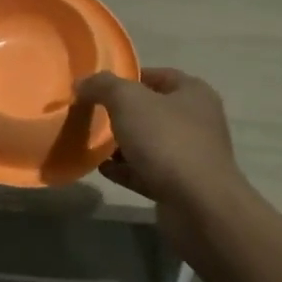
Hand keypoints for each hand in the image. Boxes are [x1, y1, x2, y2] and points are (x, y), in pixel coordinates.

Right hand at [74, 68, 248, 248]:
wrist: (199, 207)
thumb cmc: (167, 141)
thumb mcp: (128, 101)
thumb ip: (103, 85)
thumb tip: (83, 83)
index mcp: (192, 93)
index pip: (157, 75)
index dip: (127, 77)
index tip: (98, 86)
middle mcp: (196, 121)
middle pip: (151, 110)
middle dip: (121, 112)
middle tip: (90, 114)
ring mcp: (190, 156)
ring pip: (149, 143)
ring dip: (122, 143)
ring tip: (91, 142)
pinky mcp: (180, 186)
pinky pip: (146, 171)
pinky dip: (125, 169)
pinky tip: (101, 168)